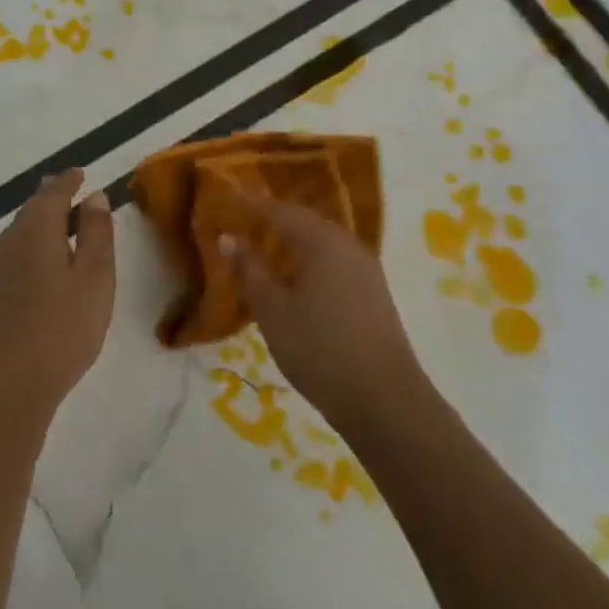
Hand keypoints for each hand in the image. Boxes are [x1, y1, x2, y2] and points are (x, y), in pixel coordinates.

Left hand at [0, 170, 115, 417]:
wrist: (12, 383)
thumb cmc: (65, 327)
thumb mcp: (96, 277)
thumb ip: (97, 233)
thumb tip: (94, 197)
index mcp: (38, 232)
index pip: (52, 194)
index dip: (67, 182)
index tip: (80, 173)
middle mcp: (9, 244)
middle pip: (29, 212)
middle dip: (48, 200)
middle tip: (66, 193)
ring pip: (14, 239)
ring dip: (33, 228)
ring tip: (51, 230)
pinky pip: (3, 267)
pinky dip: (19, 260)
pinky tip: (22, 275)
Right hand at [219, 193, 423, 431]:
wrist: (385, 402)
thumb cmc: (320, 349)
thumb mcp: (273, 310)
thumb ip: (249, 269)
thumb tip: (228, 237)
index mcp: (322, 241)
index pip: (280, 210)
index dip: (250, 207)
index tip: (223, 208)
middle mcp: (348, 245)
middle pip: (304, 222)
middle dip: (270, 223)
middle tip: (238, 230)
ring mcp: (366, 269)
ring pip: (320, 244)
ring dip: (290, 245)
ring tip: (260, 257)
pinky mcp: (373, 294)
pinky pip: (333, 263)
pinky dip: (308, 264)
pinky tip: (292, 284)